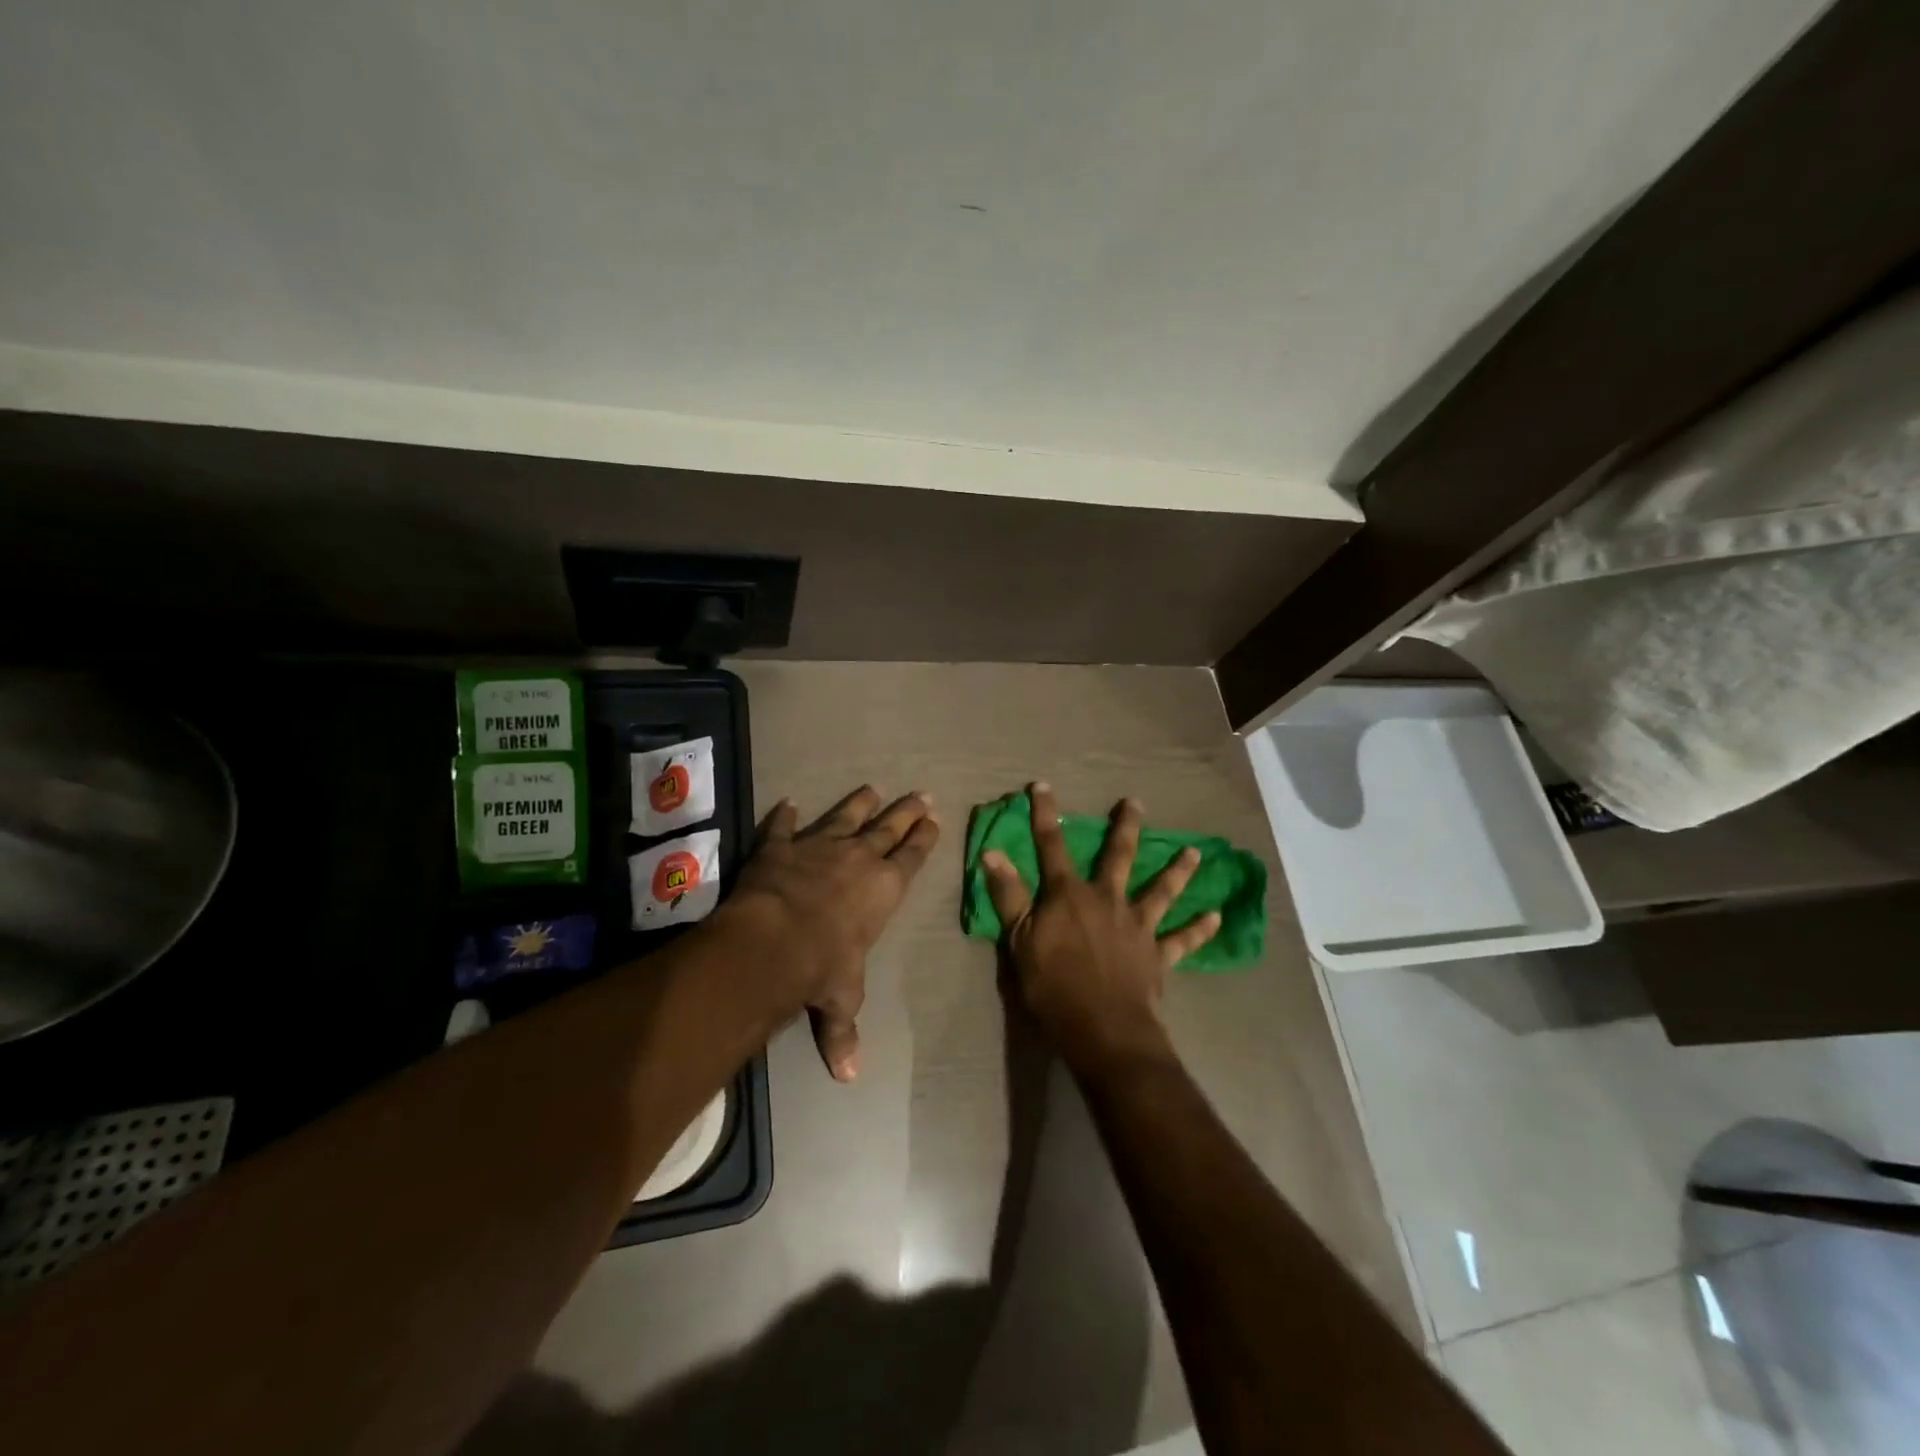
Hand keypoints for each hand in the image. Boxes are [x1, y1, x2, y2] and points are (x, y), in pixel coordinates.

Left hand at [728, 786, 939, 1081]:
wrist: (773, 941)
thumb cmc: (822, 967)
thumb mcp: (841, 998)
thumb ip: (844, 1031)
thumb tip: (850, 1079)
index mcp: (884, 888)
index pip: (912, 856)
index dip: (924, 837)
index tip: (934, 819)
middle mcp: (858, 858)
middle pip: (889, 826)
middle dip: (907, 811)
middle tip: (921, 793)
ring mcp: (819, 846)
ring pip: (845, 816)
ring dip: (859, 802)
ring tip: (872, 787)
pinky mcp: (781, 846)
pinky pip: (784, 826)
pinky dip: (786, 815)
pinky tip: (789, 802)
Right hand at [981, 785, 1219, 1078]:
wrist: (1102, 1028)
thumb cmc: (1052, 985)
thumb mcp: (1018, 940)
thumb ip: (1008, 895)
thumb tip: (993, 853)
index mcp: (1069, 895)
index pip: (1052, 845)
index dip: (1045, 815)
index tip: (1042, 787)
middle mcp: (1107, 899)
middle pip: (1118, 856)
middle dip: (1125, 827)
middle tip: (1136, 802)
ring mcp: (1137, 925)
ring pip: (1160, 890)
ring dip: (1178, 870)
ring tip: (1195, 851)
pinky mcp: (1157, 954)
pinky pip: (1183, 939)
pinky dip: (1200, 929)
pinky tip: (1216, 917)